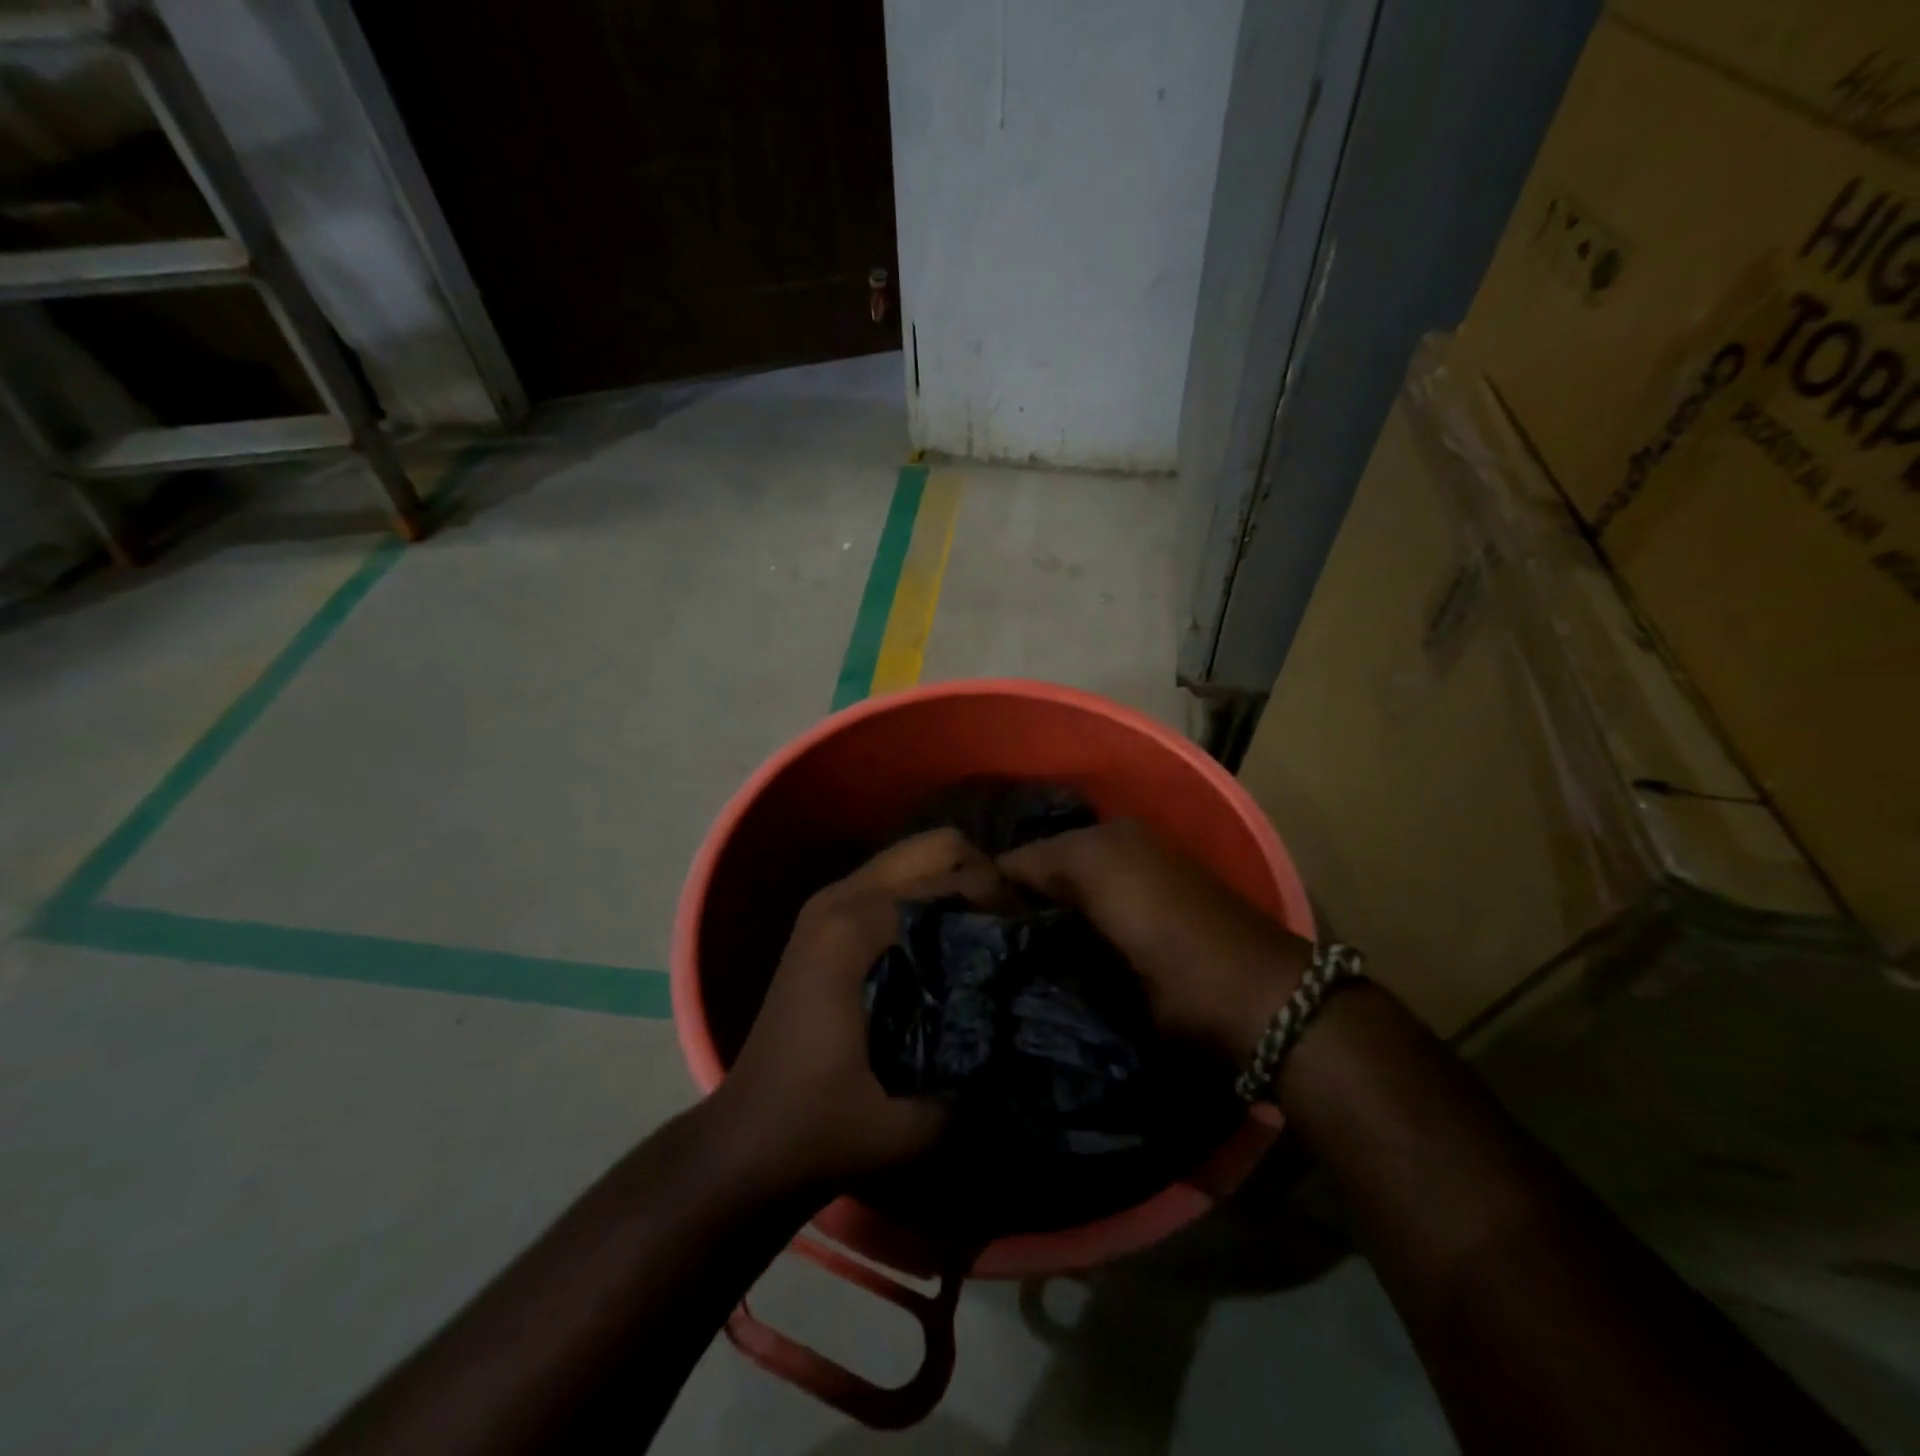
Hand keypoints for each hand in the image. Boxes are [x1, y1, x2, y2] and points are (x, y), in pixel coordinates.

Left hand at [716, 829, 1008, 1193]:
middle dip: (986, 879)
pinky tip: (945, 942)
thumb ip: (981, 1058)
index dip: (1008, 906)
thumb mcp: (919, 1117)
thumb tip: (1032, 1006)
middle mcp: (843, 895)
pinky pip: (895, 877)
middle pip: (939, 845)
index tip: (1034, 947)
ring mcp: (829, 900)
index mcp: (858, 927)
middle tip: (1010, 932)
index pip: (959, 879)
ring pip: (916, 856)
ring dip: (957, 883)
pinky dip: (930, 895)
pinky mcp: (825, 916)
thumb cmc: (828, 1127)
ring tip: (985, 933)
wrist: (751, 1139)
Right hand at [998, 819, 1310, 1066]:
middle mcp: (1112, 838)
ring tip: (1024, 949)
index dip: (985, 897)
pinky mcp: (1160, 871)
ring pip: (1069, 872)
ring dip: (1049, 904)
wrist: (1270, 1000)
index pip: (1013, 862)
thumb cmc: (1181, 983)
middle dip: (1017, 900)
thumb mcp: (1102, 972)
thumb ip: (1044, 939)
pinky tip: (1071, 939)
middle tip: (993, 948)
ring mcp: (1140, 852)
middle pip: (1040, 864)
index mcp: (1093, 849)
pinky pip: (1099, 877)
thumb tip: (999, 931)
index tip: (966, 937)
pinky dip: (1081, 900)